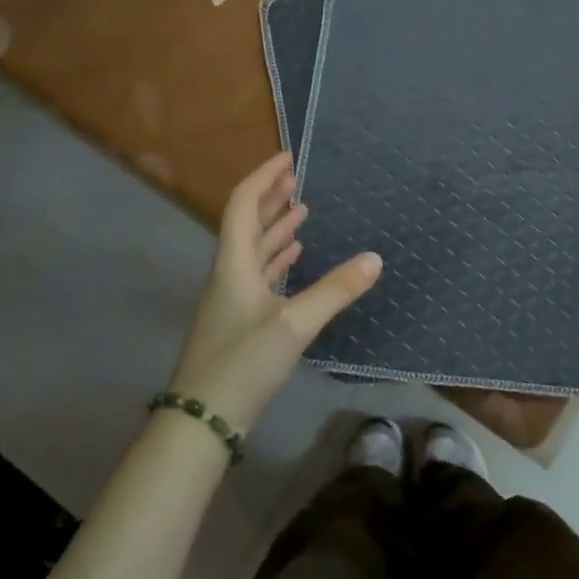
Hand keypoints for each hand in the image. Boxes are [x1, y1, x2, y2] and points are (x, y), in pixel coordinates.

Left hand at [167, 152, 381, 433]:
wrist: (202, 421)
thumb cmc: (242, 364)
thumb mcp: (294, 325)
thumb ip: (335, 291)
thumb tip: (375, 258)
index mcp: (235, 264)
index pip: (244, 205)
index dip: (263, 177)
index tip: (287, 157)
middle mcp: (231, 273)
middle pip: (248, 223)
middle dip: (271, 196)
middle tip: (296, 175)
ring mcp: (234, 298)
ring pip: (255, 249)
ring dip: (276, 225)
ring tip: (301, 208)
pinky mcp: (242, 320)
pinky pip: (260, 274)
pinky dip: (278, 257)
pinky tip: (295, 255)